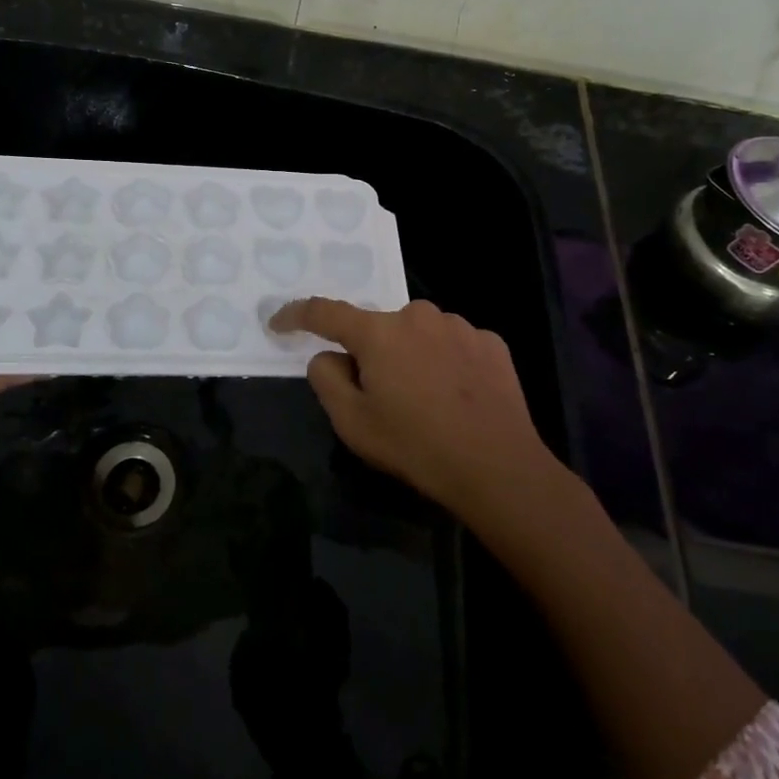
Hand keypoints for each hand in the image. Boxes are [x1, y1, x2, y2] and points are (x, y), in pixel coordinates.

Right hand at [268, 297, 553, 524]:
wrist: (497, 466)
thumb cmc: (415, 445)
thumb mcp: (353, 423)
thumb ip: (327, 379)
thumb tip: (327, 356)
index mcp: (378, 332)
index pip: (325, 312)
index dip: (297, 315)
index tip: (280, 322)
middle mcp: (417, 315)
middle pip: (379, 328)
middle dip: (372, 353)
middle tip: (381, 394)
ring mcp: (459, 326)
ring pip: (419, 334)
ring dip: (412, 356)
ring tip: (426, 400)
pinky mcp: (490, 343)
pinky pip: (454, 345)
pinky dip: (447, 363)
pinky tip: (458, 397)